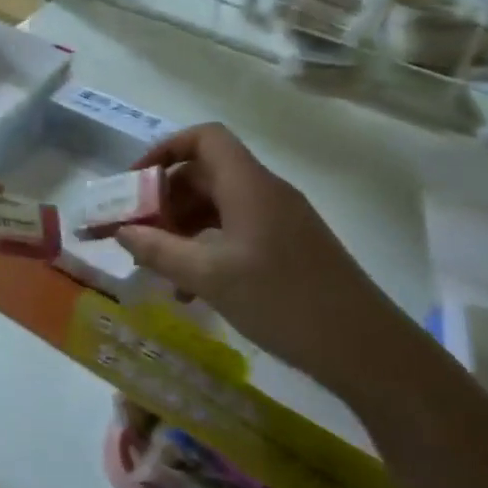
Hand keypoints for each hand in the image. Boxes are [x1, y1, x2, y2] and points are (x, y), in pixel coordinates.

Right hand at [113, 124, 406, 398]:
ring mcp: (279, 221)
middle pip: (205, 175)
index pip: (204, 138)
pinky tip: (190, 290)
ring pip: (217, 208)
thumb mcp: (210, 277)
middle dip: (164, 200)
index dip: (164, 150)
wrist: (365, 349)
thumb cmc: (283, 301)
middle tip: (135, 233)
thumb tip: (121, 231)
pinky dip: (206, 250)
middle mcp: (264, 193)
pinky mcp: (287, 248)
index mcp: (248, 185)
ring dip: (182, 230)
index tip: (134, 183)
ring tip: (157, 268)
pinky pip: (234, 233)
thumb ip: (159, 251)